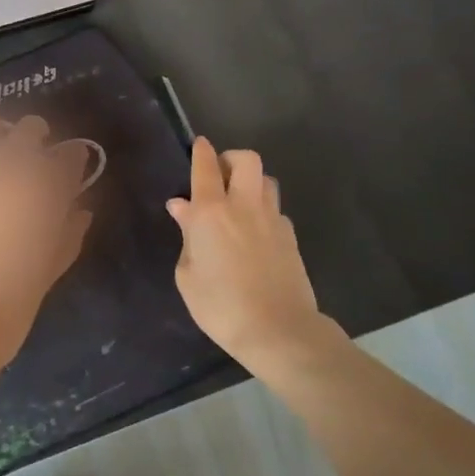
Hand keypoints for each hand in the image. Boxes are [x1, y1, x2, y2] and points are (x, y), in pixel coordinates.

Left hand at [0, 115, 94, 375]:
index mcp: (43, 190)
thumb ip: (69, 231)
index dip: (73, 159)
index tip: (71, 165)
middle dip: (37, 139)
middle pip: (29, 130)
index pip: (69, 156)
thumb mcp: (51, 268)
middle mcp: (7, 169)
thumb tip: (80, 208)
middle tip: (34, 157)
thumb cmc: (14, 302)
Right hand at [168, 137, 327, 373]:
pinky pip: (276, 210)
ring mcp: (272, 219)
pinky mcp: (291, 236)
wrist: (278, 330)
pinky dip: (264, 212)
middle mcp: (243, 205)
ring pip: (266, 180)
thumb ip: (187, 236)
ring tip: (239, 202)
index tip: (199, 144)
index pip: (206, 167)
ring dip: (251, 182)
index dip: (201, 151)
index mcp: (211, 212)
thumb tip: (183, 208)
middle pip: (246, 160)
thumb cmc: (221, 306)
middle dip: (231, 158)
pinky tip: (256, 233)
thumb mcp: (188, 275)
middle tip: (220, 175)